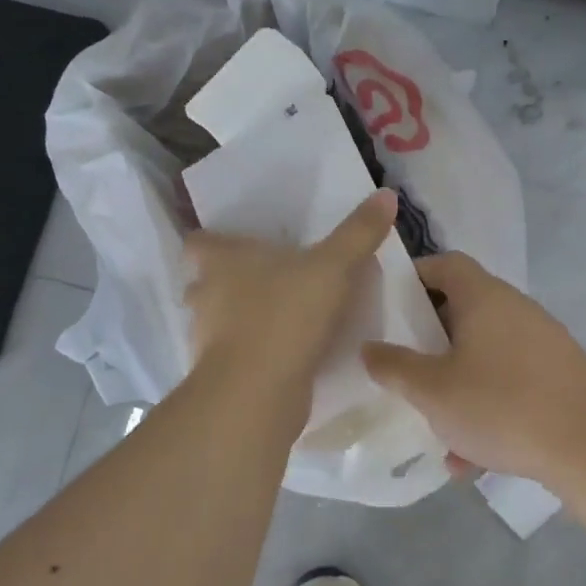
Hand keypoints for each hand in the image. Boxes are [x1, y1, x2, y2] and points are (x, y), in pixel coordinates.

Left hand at [183, 190, 398, 421]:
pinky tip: (283, 355)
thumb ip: (358, 233)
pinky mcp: (220, 374)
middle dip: (227, 283)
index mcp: (221, 261)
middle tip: (266, 281)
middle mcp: (205, 295)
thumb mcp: (333, 267)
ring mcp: (207, 338)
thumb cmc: (287, 314)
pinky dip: (253, 353)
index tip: (238, 245)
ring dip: (240, 319)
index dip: (213, 241)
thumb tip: (386, 194)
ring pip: (217, 321)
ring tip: (278, 318)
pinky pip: (234, 355)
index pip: (199, 242)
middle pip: (204, 282)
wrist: (258, 391)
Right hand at [361, 252, 585, 486]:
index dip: (412, 276)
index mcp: (484, 297)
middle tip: (404, 368)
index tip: (386, 304)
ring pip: (484, 355)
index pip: (445, 264)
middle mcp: (516, 309)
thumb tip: (369, 348)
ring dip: (456, 384)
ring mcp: (542, 342)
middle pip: (463, 310)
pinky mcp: (559, 376)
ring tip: (436, 429)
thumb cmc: (502, 405)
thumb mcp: (433, 391)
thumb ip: (394, 366)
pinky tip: (473, 458)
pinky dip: (487, 407)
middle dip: (429, 342)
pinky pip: (509, 382)